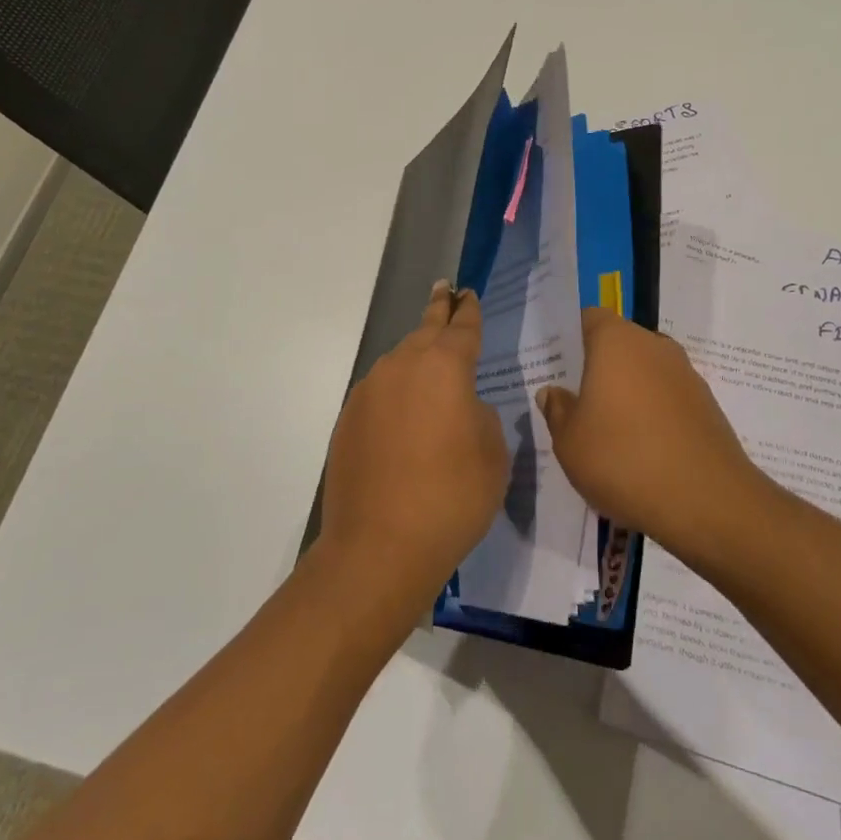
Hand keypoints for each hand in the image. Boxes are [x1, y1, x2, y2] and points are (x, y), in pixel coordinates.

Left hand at [317, 281, 507, 616]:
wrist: (379, 547)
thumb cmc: (451, 498)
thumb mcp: (492, 453)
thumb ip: (480, 415)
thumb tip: (459, 407)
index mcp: (444, 366)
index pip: (461, 327)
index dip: (467, 310)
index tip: (466, 292)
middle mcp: (402, 367)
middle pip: (424, 330)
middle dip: (438, 311)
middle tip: (443, 292)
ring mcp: (369, 392)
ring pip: (399, 360)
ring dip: (416, 354)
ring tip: (429, 357)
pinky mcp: (348, 420)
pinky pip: (380, 391)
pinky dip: (397, 391)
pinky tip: (404, 412)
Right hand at [537, 308, 768, 561]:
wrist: (706, 501)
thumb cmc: (623, 458)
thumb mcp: (569, 441)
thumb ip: (557, 410)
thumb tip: (554, 392)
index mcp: (617, 341)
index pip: (589, 318)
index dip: (572, 338)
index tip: (558, 366)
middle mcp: (654, 346)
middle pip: (619, 345)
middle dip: (598, 369)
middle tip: (577, 404)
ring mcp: (686, 374)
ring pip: (645, 373)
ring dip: (628, 394)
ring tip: (609, 434)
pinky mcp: (707, 405)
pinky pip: (668, 399)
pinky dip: (653, 415)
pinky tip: (642, 453)